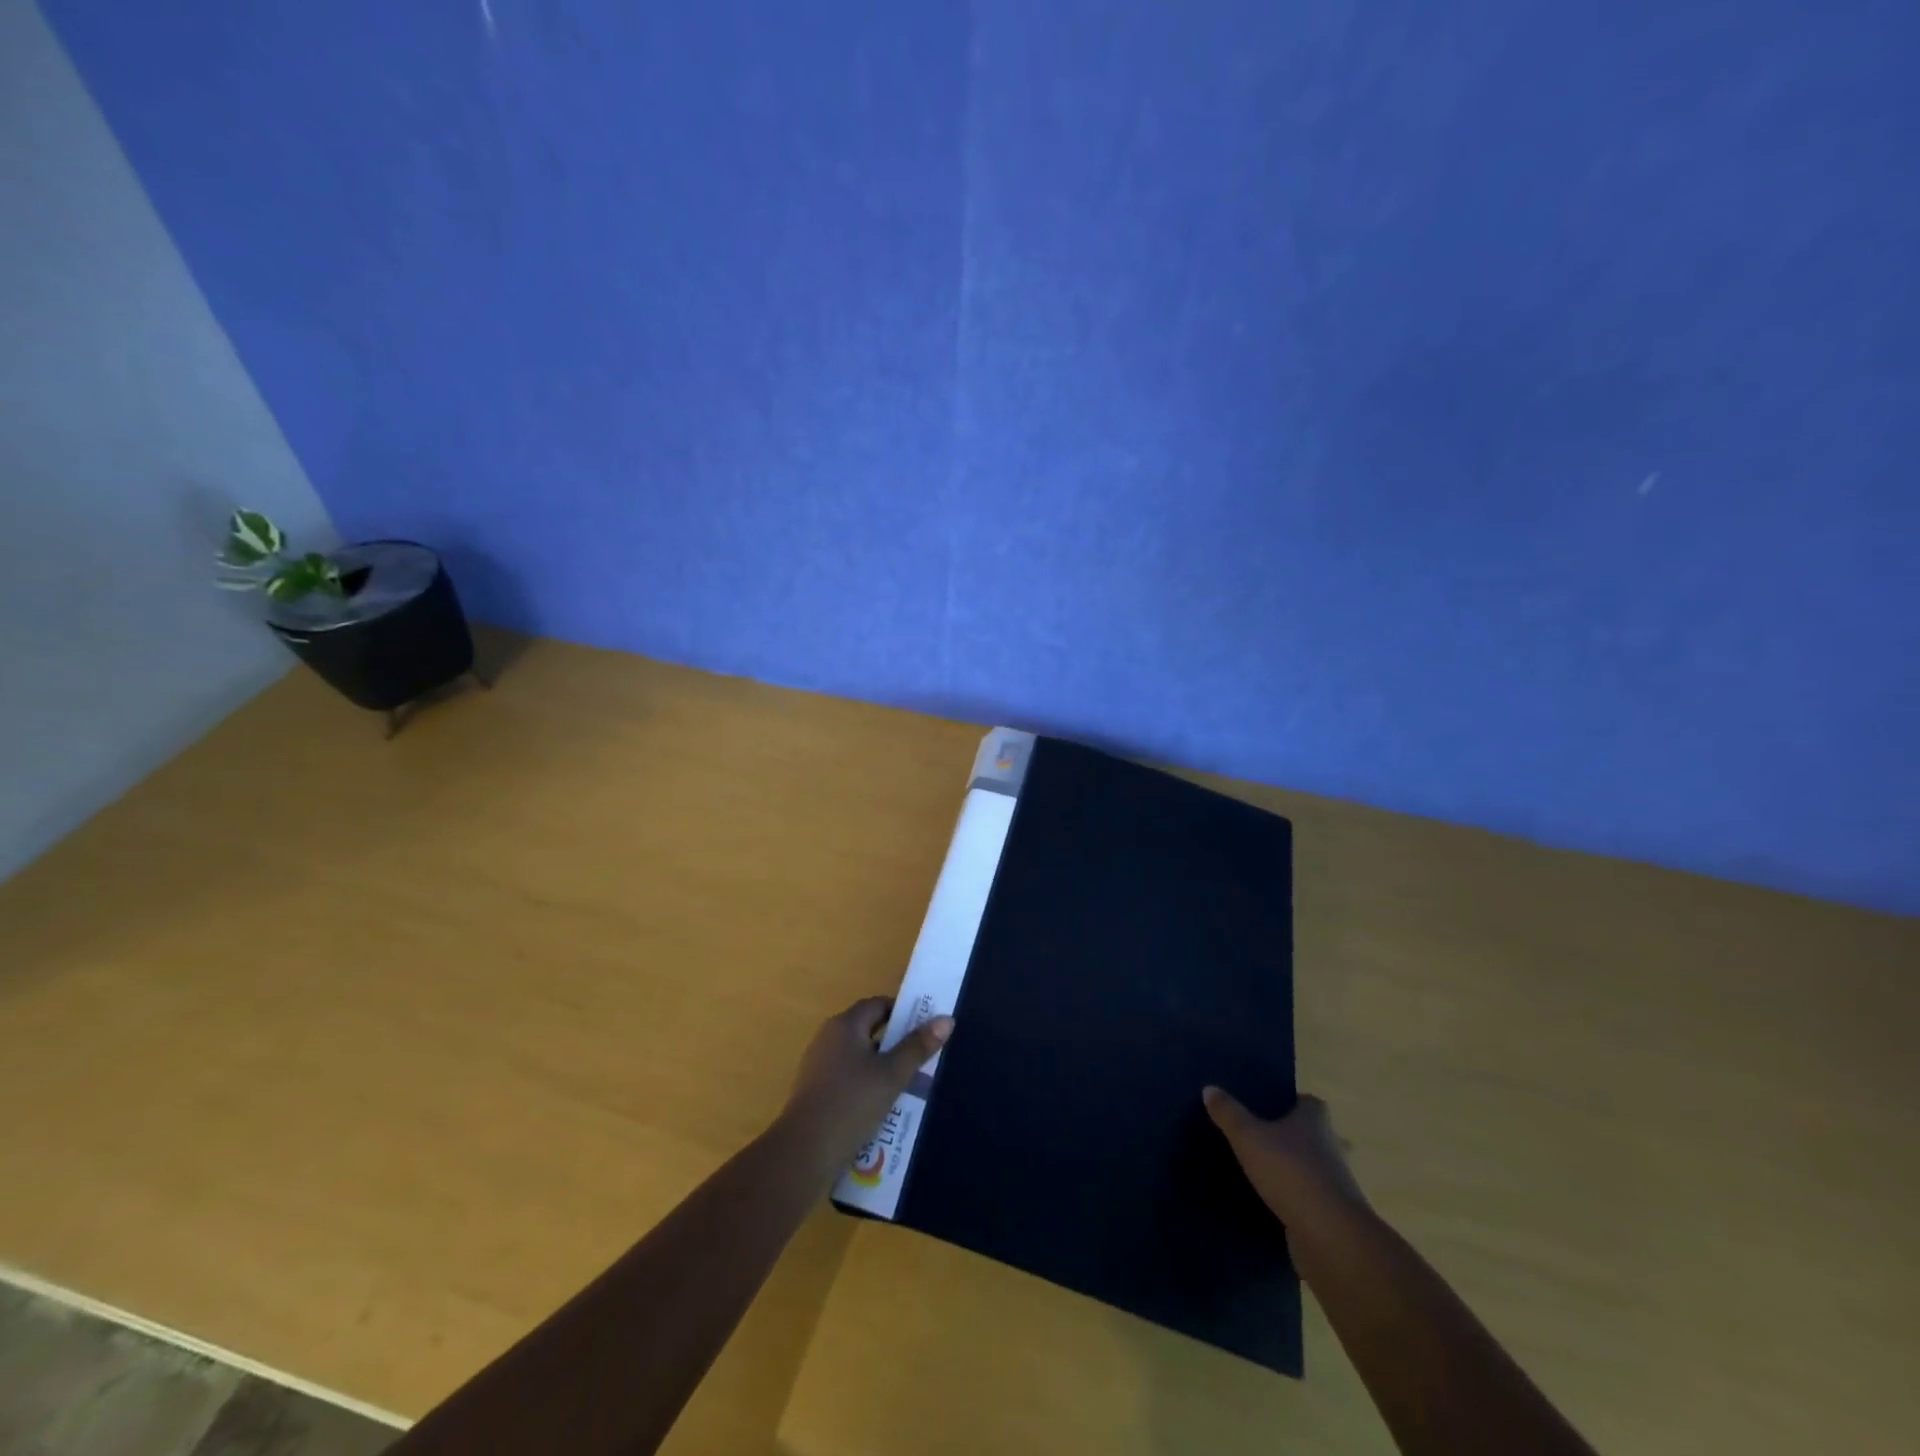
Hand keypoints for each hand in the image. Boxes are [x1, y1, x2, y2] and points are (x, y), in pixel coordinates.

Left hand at [780, 997, 952, 1178]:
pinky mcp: (814, 1092)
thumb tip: (946, 1019)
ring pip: (859, 1058)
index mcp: (845, 1025)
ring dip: (882, 1068)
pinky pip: (847, 1079)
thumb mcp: (892, 1075)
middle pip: (868, 1030)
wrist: (804, 1152)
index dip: (903, 1012)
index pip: (878, 1005)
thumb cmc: (851, 1103)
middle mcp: (828, 1038)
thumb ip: (918, 1047)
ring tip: (909, 1086)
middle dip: (896, 1043)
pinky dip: (866, 1086)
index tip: (926, 1028)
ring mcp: (818, 1066)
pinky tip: (882, 1109)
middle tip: (923, 1058)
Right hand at [1203, 1089, 1368, 1221]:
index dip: (1290, 1102)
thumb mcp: (1248, 1137)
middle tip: (1261, 1137)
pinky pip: (1310, 1198)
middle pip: (1313, 1134)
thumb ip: (1228, 1113)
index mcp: (1315, 1120)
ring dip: (1295, 1169)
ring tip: (1263, 1170)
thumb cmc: (1290, 1171)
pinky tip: (1273, 1202)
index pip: (1307, 1102)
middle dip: (1292, 1136)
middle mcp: (1332, 1146)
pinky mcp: (1333, 1215)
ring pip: (1313, 1167)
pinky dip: (1296, 1198)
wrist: (1330, 1236)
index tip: (1267, 1107)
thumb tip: (1209, 1088)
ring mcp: (1336, 1183)